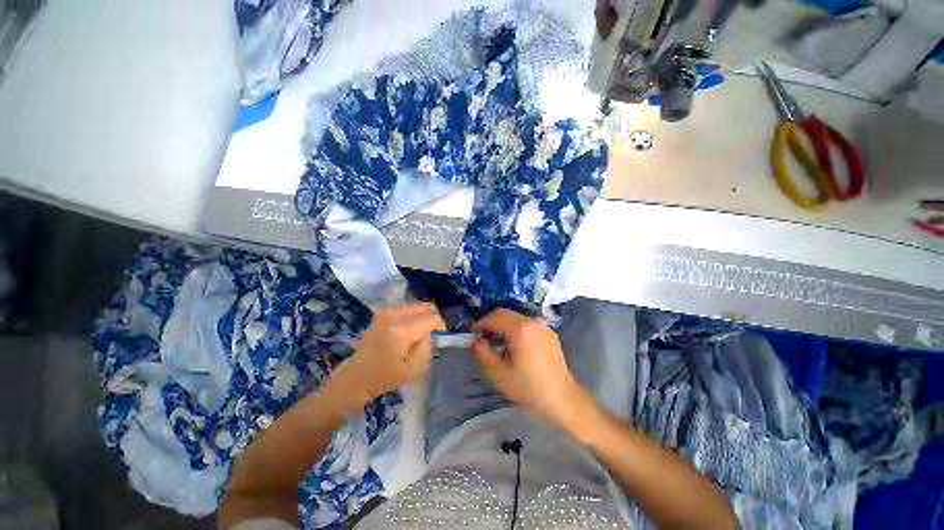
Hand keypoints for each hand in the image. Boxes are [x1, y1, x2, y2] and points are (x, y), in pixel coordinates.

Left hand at [329, 303, 444, 406]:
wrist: (355, 377)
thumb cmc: (384, 378)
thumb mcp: (413, 370)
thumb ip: (426, 347)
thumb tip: (429, 332)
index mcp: (402, 330)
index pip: (431, 318)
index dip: (440, 325)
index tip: (441, 335)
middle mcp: (394, 315)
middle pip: (424, 306)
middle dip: (432, 316)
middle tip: (432, 331)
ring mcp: (386, 312)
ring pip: (415, 304)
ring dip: (421, 315)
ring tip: (421, 330)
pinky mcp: (381, 313)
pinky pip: (404, 306)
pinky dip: (411, 313)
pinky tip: (409, 326)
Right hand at [472, 309, 590, 427]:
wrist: (563, 399)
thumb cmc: (529, 388)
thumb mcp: (499, 374)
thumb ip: (482, 353)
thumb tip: (475, 340)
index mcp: (520, 329)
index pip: (493, 318)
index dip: (479, 324)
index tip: (471, 332)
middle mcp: (532, 321)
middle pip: (504, 313)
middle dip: (490, 322)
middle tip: (481, 336)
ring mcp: (542, 326)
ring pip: (516, 318)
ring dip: (503, 325)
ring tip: (496, 342)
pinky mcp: (549, 333)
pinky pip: (527, 325)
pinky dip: (515, 329)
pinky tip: (514, 345)